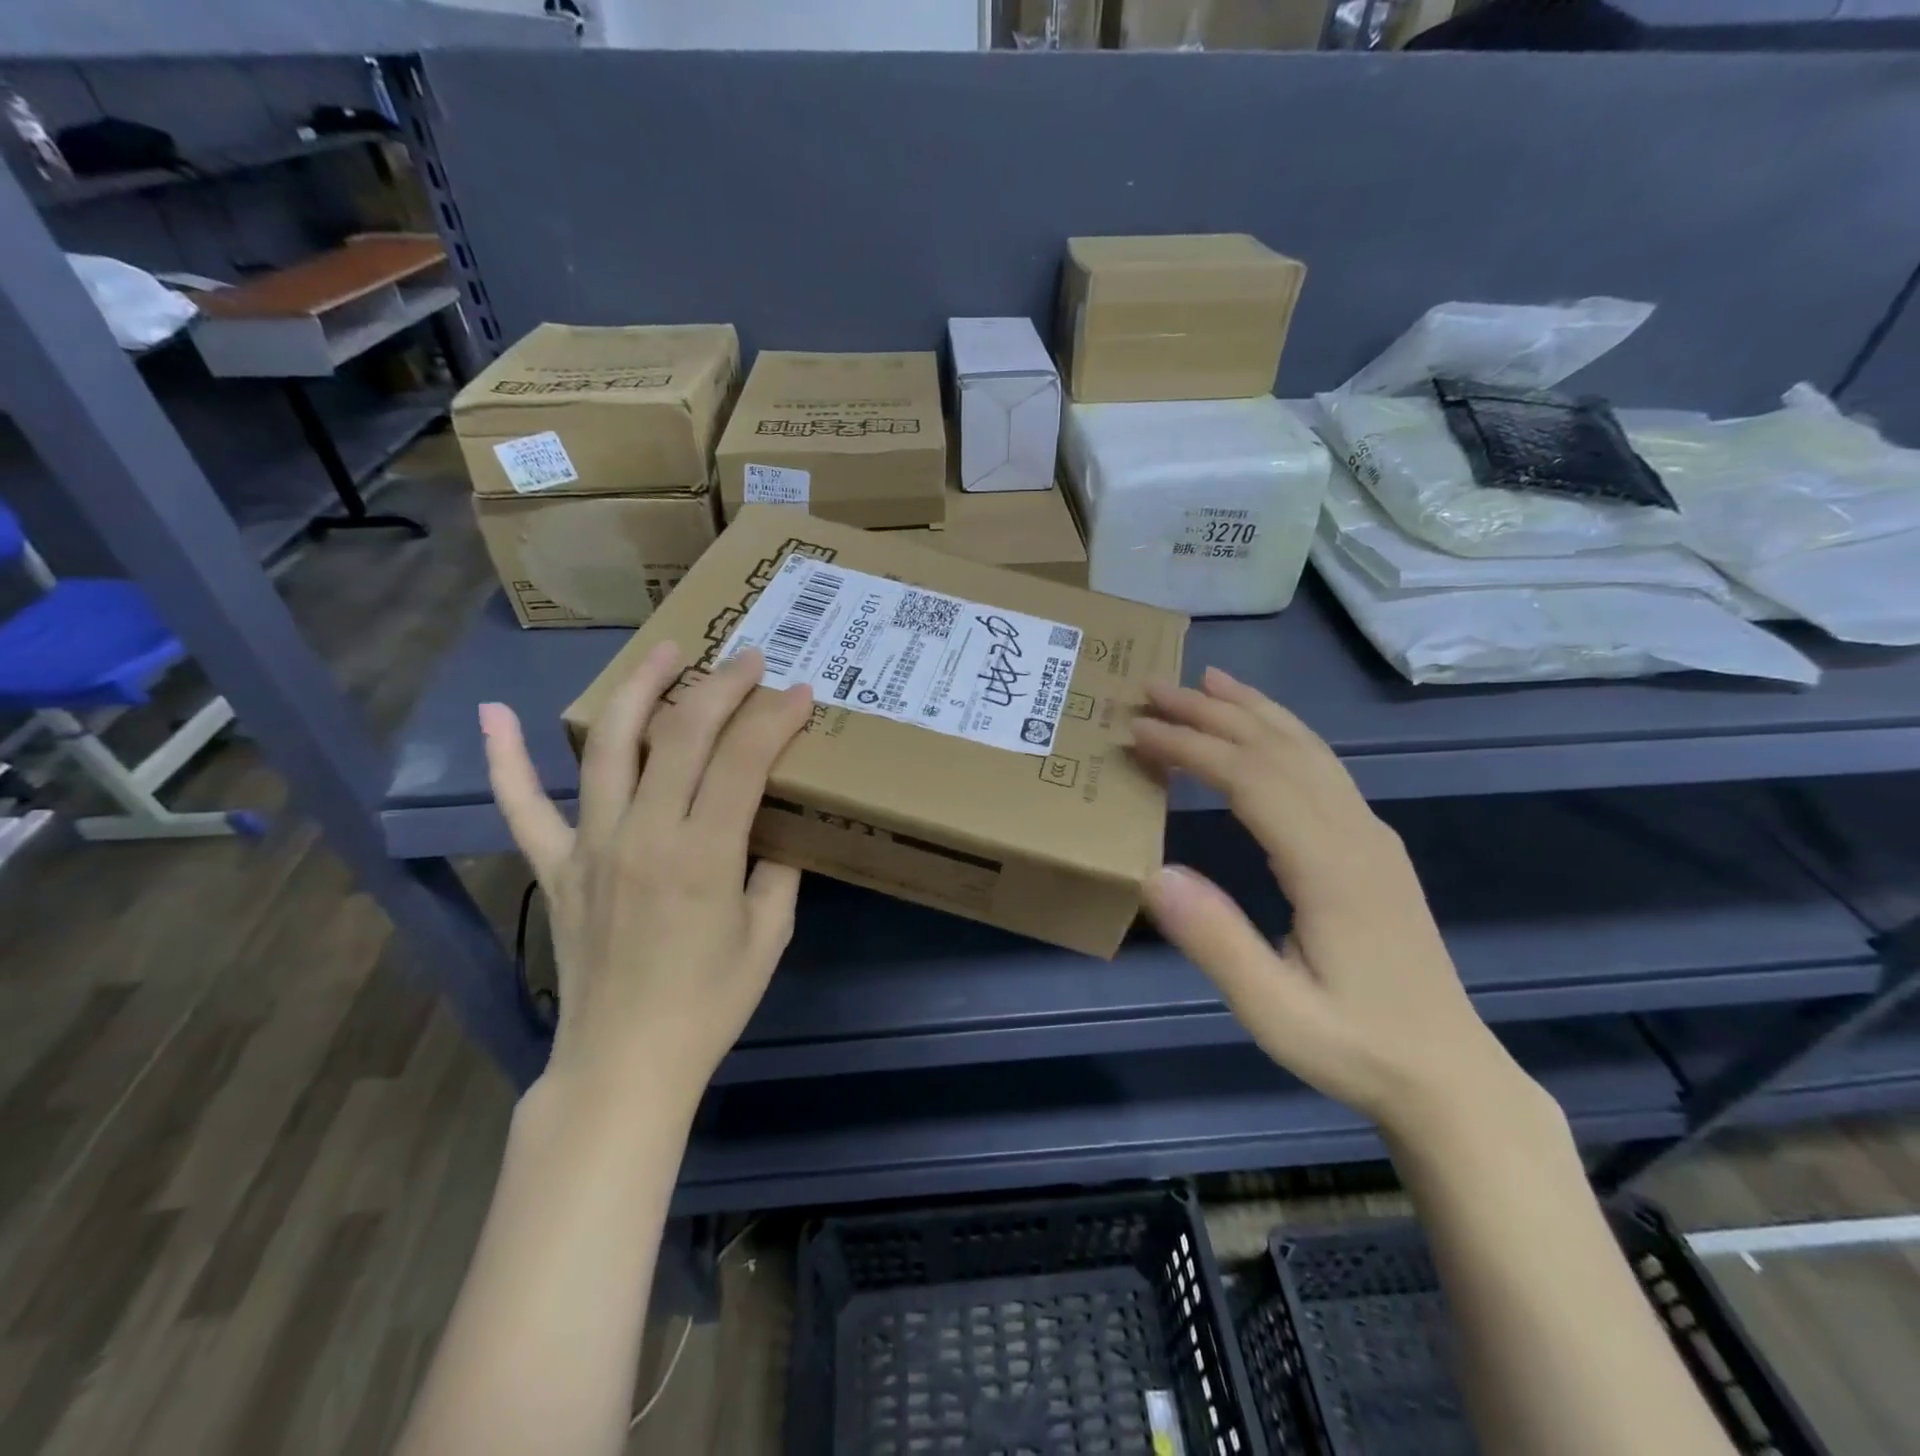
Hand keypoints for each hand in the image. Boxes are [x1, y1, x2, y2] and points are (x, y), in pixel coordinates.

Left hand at [479, 644, 813, 1112]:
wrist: (624, 1064)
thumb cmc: (708, 1004)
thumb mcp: (768, 935)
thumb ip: (777, 870)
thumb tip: (775, 828)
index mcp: (703, 855)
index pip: (743, 760)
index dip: (775, 717)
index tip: (799, 691)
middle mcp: (643, 835)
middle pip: (681, 736)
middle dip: (721, 687)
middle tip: (747, 658)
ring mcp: (589, 846)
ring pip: (609, 747)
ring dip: (639, 690)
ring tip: (665, 652)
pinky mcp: (555, 867)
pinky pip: (522, 808)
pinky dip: (504, 760)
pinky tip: (493, 713)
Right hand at [1132, 668, 1545, 1137]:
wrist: (1448, 1074)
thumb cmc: (1356, 1046)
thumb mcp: (1276, 1013)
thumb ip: (1217, 943)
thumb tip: (1153, 873)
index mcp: (1331, 867)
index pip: (1251, 779)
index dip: (1192, 747)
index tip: (1138, 731)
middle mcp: (1355, 833)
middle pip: (1278, 748)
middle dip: (1212, 713)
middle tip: (1152, 688)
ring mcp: (1370, 834)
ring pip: (1307, 749)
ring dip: (1251, 710)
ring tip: (1205, 682)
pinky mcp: (1371, 844)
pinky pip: (1321, 767)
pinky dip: (1282, 733)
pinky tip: (1261, 730)